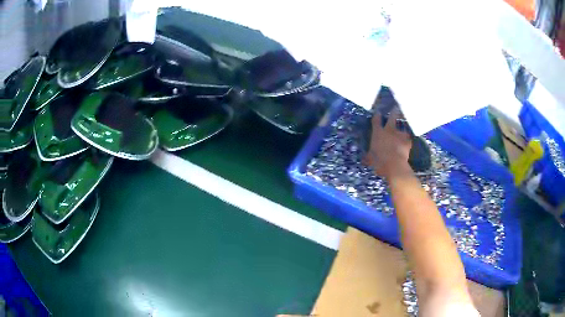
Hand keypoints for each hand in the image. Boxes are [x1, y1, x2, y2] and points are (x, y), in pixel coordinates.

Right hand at [363, 109, 412, 178]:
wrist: (394, 164)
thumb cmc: (379, 161)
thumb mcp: (370, 159)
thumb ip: (368, 156)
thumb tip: (364, 159)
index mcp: (378, 133)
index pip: (376, 120)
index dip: (377, 115)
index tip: (378, 112)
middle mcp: (389, 130)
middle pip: (392, 117)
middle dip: (394, 112)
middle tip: (396, 108)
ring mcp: (400, 134)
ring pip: (402, 129)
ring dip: (402, 131)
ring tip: (403, 134)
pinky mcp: (407, 141)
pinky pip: (407, 139)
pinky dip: (407, 141)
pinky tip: (407, 145)